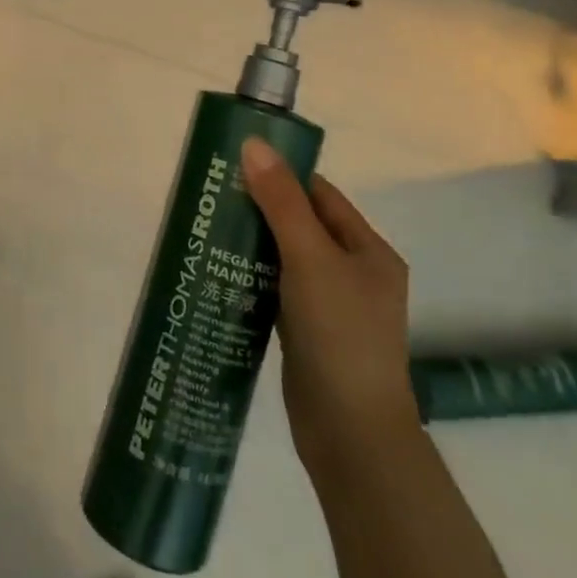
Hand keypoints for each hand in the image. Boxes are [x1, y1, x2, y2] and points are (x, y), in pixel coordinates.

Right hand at [241, 139, 417, 469]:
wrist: (351, 434)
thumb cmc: (339, 334)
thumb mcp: (309, 258)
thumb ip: (280, 201)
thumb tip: (252, 143)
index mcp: (368, 251)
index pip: (320, 196)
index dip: (281, 176)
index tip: (235, 166)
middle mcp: (355, 274)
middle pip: (302, 226)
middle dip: (260, 210)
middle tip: (213, 198)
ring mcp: (332, 308)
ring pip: (286, 260)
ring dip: (253, 246)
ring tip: (208, 231)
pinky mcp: (309, 335)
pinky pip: (278, 292)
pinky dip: (253, 279)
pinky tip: (221, 274)